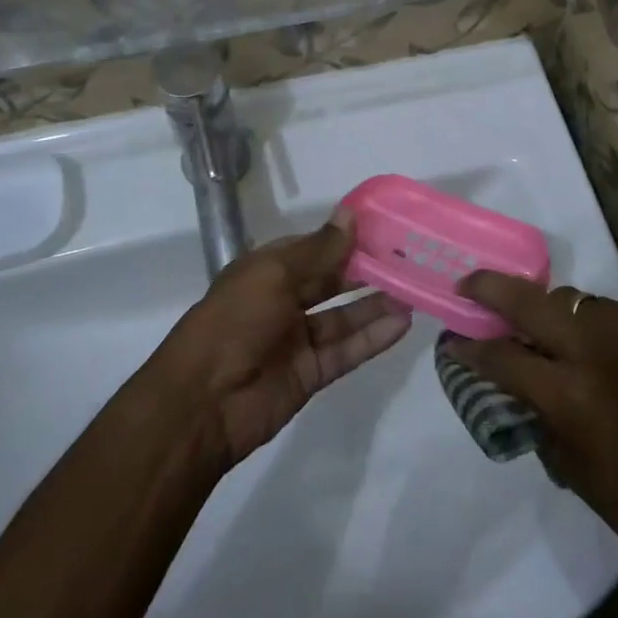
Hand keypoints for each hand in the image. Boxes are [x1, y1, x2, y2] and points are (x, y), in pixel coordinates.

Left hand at [148, 210, 411, 470]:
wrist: (202, 404)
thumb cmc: (234, 322)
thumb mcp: (273, 275)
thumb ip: (319, 250)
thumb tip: (351, 214)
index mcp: (267, 269)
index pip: (315, 247)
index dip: (347, 238)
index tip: (386, 227)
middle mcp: (283, 300)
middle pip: (332, 281)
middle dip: (366, 270)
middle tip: (409, 259)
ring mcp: (297, 339)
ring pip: (344, 316)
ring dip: (376, 304)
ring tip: (415, 290)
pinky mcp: (310, 373)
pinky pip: (346, 351)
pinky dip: (373, 338)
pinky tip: (403, 324)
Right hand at [452, 275, 617, 617]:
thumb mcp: (563, 455)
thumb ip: (529, 401)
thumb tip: (500, 364)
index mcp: (571, 394)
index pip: (503, 354)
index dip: (472, 346)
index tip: (453, 338)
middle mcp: (599, 350)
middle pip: (530, 300)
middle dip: (491, 289)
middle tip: (469, 286)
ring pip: (571, 298)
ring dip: (547, 309)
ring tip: (537, 323)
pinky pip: (607, 311)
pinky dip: (588, 321)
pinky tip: (588, 342)